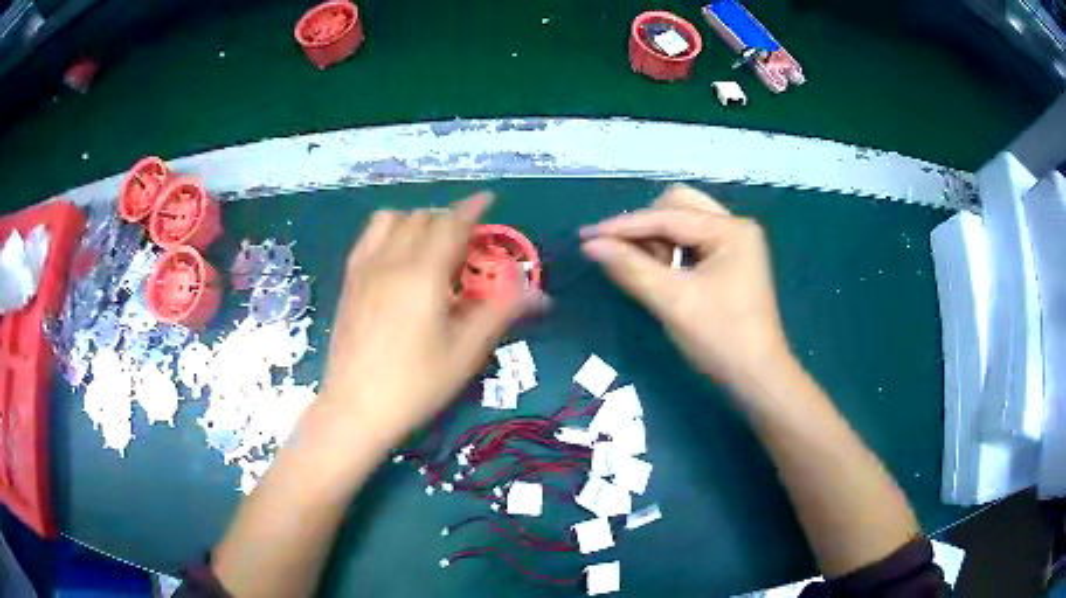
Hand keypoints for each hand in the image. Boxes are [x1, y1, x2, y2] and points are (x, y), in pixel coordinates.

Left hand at [319, 193, 537, 445]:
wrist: (356, 408)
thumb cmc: (417, 384)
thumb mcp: (466, 351)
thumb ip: (501, 312)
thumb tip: (539, 293)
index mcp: (424, 274)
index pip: (452, 224)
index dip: (473, 208)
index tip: (489, 199)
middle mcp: (391, 260)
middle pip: (423, 218)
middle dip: (449, 221)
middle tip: (466, 245)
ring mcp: (364, 268)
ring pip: (392, 220)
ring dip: (417, 221)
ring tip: (430, 247)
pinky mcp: (348, 281)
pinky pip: (368, 237)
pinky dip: (388, 231)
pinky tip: (396, 256)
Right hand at [580, 184, 790, 392]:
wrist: (757, 379)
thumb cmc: (721, 338)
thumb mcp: (673, 301)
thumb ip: (631, 267)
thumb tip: (591, 245)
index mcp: (730, 230)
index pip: (668, 216)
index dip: (624, 226)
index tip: (586, 236)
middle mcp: (736, 227)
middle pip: (678, 207)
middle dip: (646, 227)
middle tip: (625, 256)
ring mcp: (736, 245)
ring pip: (685, 224)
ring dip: (658, 240)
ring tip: (645, 269)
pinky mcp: (732, 263)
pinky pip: (693, 243)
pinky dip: (671, 252)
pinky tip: (661, 272)